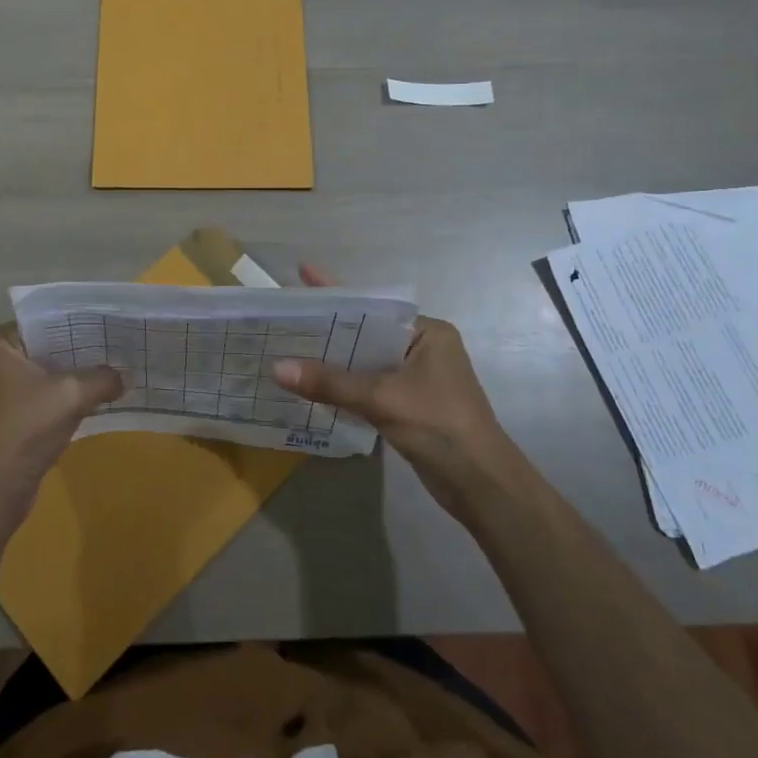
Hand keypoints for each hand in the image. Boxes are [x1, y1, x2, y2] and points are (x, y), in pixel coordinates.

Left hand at [0, 324, 123, 530]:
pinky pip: (53, 395)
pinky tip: (107, 393)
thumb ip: (103, 378)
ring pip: (54, 372)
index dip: (81, 320)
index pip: (47, 319)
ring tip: (123, 364)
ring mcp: (8, 390)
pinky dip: (75, 396)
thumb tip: (126, 376)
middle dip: (86, 348)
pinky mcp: (19, 416)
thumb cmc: (23, 429)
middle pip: (52, 345)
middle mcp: (0, 361)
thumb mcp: (70, 395)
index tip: (115, 319)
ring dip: (83, 374)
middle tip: (125, 341)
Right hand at [274, 265, 512, 513]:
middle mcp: (422, 348)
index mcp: (427, 332)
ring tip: (287, 346)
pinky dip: (344, 385)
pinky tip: (311, 384)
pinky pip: (369, 385)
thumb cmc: (439, 426)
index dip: (336, 292)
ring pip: (365, 361)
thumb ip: (330, 382)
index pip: (372, 306)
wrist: (481, 485)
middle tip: (284, 316)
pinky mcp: (410, 405)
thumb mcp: (381, 398)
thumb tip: (277, 368)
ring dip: (333, 360)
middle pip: (365, 332)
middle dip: (328, 328)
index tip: (302, 273)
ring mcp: (417, 378)